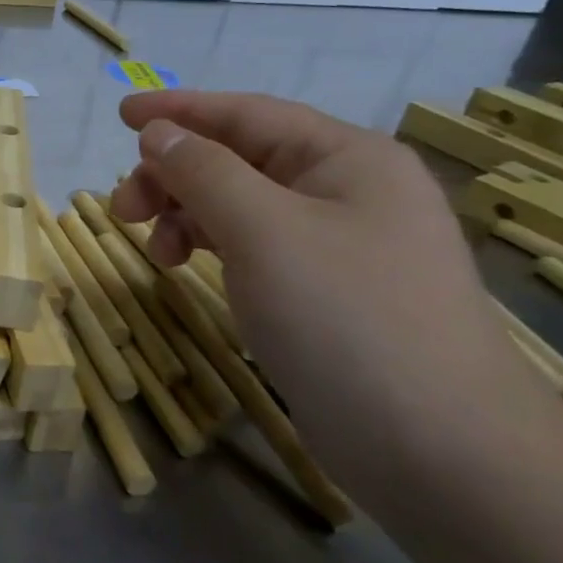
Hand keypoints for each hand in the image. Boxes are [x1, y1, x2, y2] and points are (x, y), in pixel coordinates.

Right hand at [108, 90, 532, 440]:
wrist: (441, 452)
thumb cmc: (347, 319)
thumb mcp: (263, 231)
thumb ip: (203, 171)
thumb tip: (159, 134)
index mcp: (348, 159)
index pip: (248, 114)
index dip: (180, 110)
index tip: (121, 115)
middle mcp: (347, 190)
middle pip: (239, 159)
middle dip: (174, 174)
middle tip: (123, 207)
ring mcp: (339, 244)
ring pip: (241, 204)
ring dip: (186, 214)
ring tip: (153, 249)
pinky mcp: (326, 291)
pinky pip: (253, 245)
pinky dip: (211, 247)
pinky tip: (185, 268)